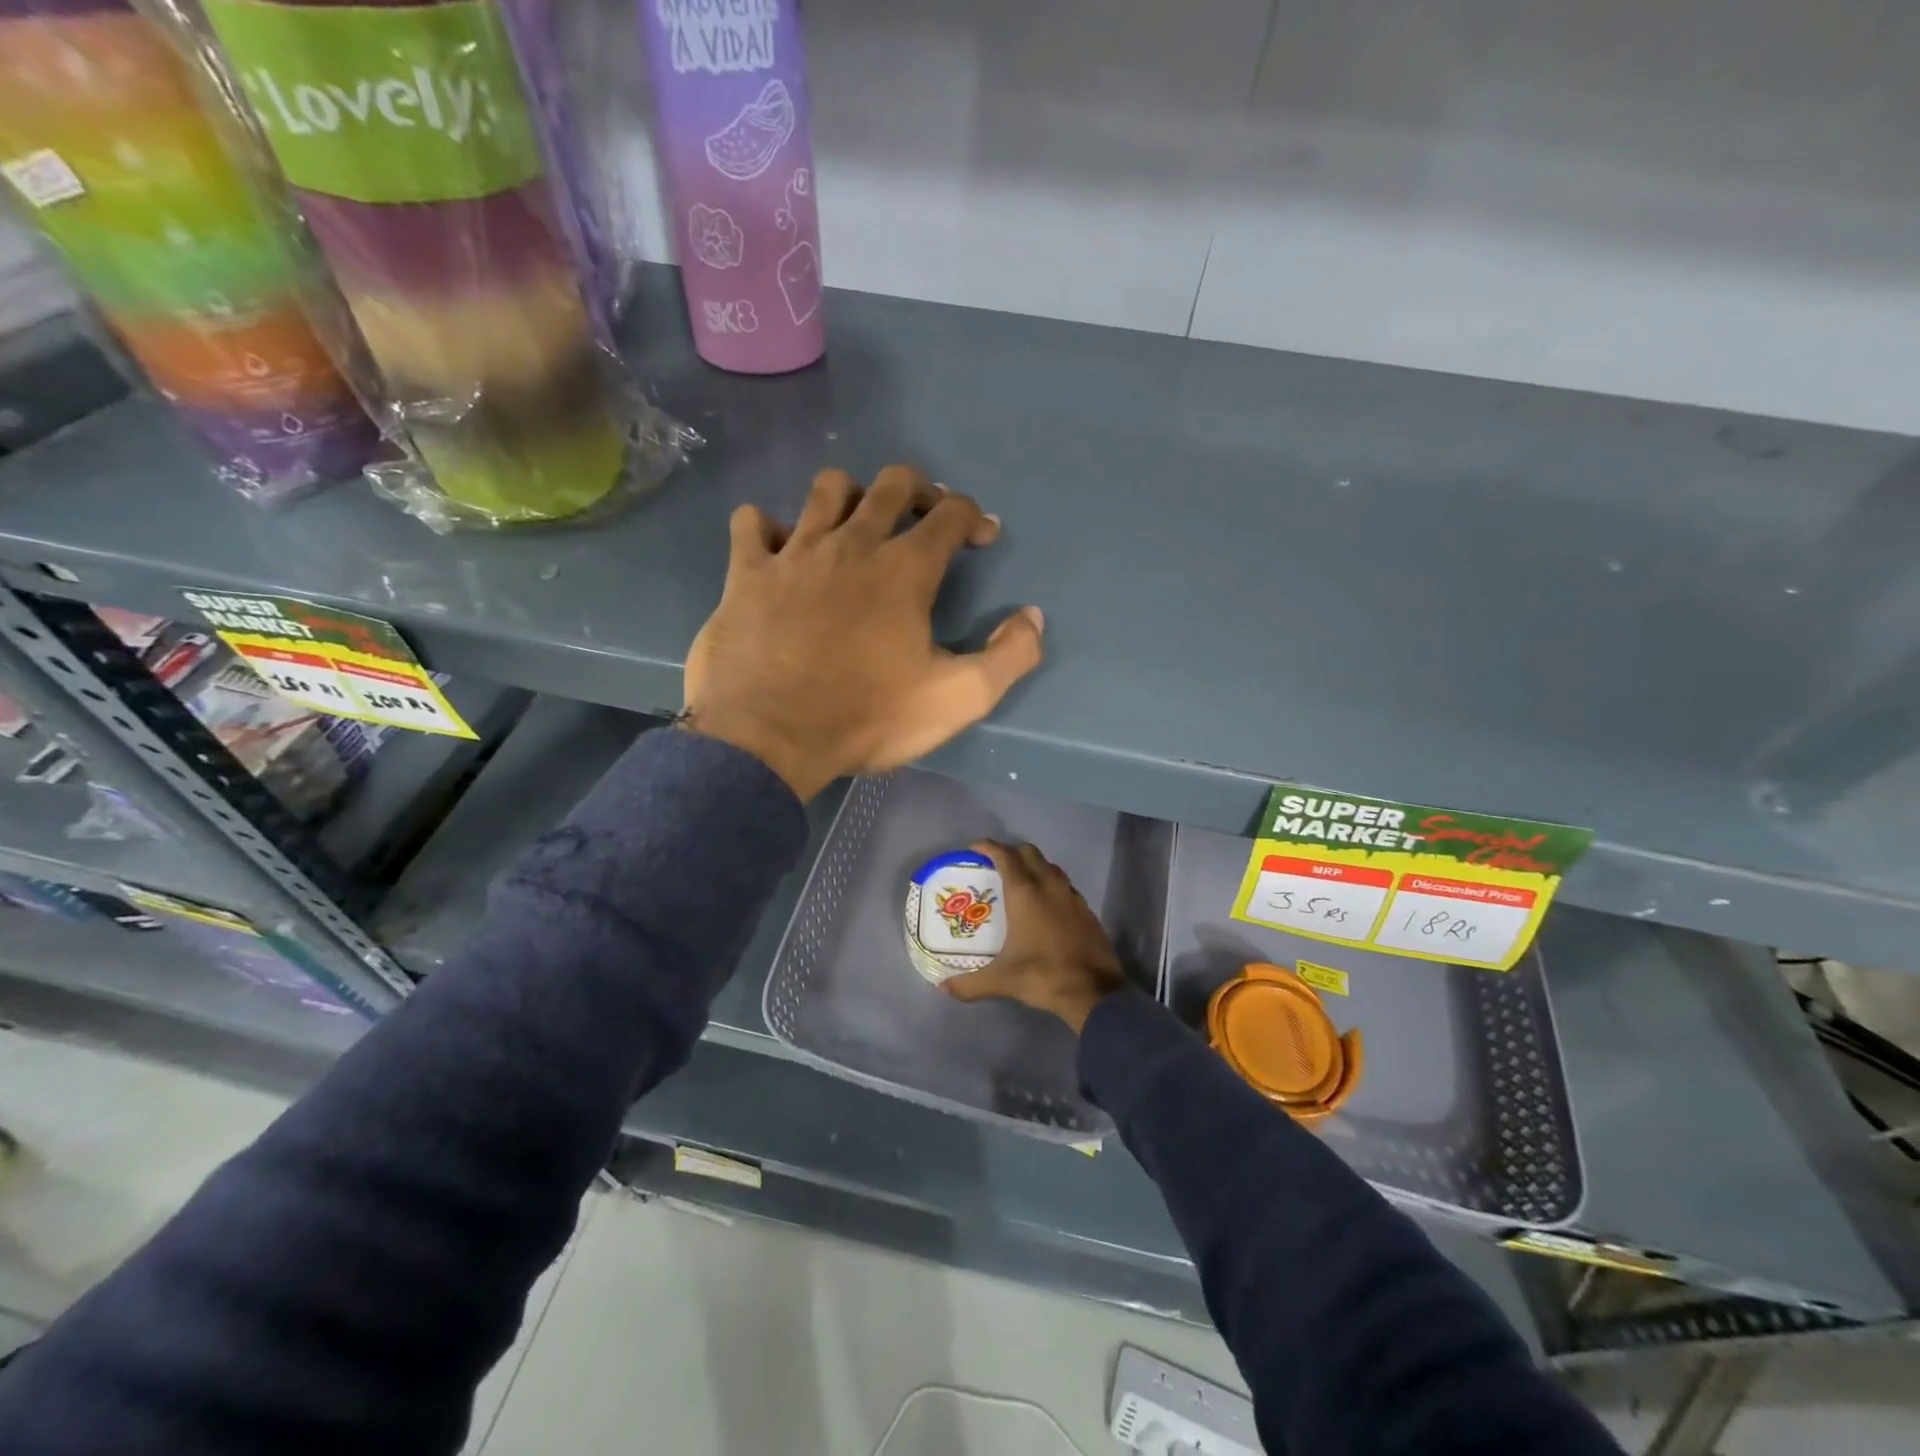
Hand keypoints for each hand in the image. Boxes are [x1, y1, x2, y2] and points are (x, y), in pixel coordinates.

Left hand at [684, 466, 1044, 799]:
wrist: (768, 738)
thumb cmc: (866, 717)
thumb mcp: (958, 699)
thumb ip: (1009, 656)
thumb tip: (1032, 617)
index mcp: (905, 569)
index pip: (950, 514)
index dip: (973, 517)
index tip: (981, 537)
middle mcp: (851, 544)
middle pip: (892, 484)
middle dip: (919, 490)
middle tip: (924, 518)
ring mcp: (794, 553)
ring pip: (827, 489)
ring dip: (850, 496)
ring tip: (855, 527)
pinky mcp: (746, 572)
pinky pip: (752, 523)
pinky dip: (768, 528)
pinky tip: (779, 551)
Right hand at [943, 840, 1125, 1033]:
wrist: (1095, 992)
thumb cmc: (1043, 976)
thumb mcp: (1002, 981)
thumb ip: (970, 984)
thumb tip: (944, 988)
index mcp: (1025, 893)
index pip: (1005, 856)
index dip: (988, 847)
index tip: (974, 848)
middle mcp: (1049, 886)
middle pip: (1029, 853)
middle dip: (1011, 852)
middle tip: (995, 864)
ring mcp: (1071, 895)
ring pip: (1050, 866)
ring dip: (1033, 866)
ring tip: (1019, 882)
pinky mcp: (1086, 909)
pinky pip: (1064, 884)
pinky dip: (1050, 884)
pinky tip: (1045, 905)